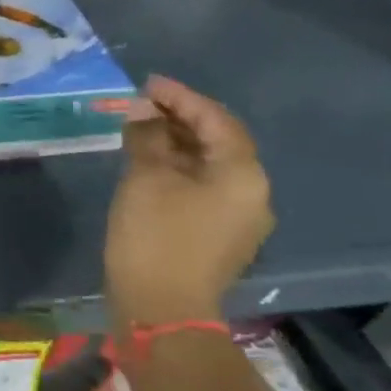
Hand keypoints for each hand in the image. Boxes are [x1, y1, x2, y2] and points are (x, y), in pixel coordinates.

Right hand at [105, 75, 271, 329]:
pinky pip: (203, 185)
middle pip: (218, 140)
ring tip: (139, 127)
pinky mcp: (219, 234)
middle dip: (179, 117)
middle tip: (140, 103)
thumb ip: (147, 136)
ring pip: (209, 164)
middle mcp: (251, 192)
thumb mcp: (146, 177)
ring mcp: (238, 217)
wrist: (161, 308)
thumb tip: (142, 110)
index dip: (180, 97)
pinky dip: (177, 166)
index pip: (215, 120)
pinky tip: (147, 161)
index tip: (147, 83)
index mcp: (242, 174)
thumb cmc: (155, 235)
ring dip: (176, 142)